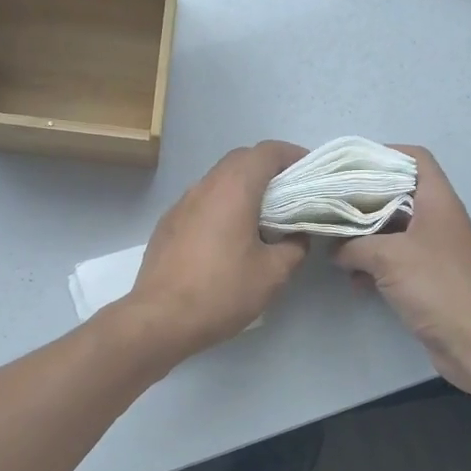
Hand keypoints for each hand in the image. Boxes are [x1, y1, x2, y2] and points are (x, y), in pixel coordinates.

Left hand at [121, 141, 311, 360]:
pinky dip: (222, 206)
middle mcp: (204, 186)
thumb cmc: (221, 291)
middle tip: (292, 195)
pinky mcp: (167, 224)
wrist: (160, 319)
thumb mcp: (272, 274)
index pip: (267, 152)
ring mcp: (181, 204)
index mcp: (233, 189)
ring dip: (243, 189)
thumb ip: (294, 247)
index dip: (293, 155)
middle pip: (241, 160)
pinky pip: (202, 202)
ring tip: (264, 217)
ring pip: (218, 181)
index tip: (311, 173)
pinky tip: (229, 238)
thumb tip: (297, 235)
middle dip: (269, 170)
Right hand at [333, 146, 470, 393]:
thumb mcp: (388, 257)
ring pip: (391, 231)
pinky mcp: (427, 279)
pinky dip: (373, 265)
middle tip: (328, 205)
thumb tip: (334, 248)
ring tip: (335, 247)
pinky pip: (393, 261)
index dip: (383, 154)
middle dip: (362, 200)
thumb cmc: (439, 287)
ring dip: (364, 238)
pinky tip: (353, 281)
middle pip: (397, 194)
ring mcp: (433, 251)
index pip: (415, 159)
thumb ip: (354, 245)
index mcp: (437, 202)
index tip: (348, 166)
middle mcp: (437, 220)